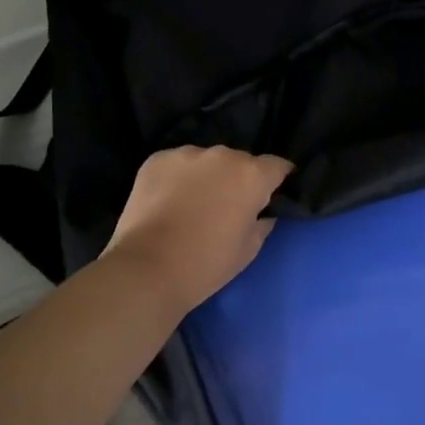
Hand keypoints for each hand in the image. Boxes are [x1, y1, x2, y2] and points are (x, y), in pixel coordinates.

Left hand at [103, 146, 293, 312]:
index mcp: (252, 175)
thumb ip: (262, 223)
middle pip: (240, 161)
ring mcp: (187, 154)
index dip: (277, 180)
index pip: (278, 166)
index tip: (270, 196)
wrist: (147, 269)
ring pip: (207, 161)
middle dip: (239, 179)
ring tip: (193, 204)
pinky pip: (177, 164)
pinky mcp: (156, 160)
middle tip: (228, 206)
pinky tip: (168, 201)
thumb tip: (263, 213)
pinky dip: (178, 178)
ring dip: (207, 176)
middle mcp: (223, 155)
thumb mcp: (249, 249)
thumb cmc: (207, 264)